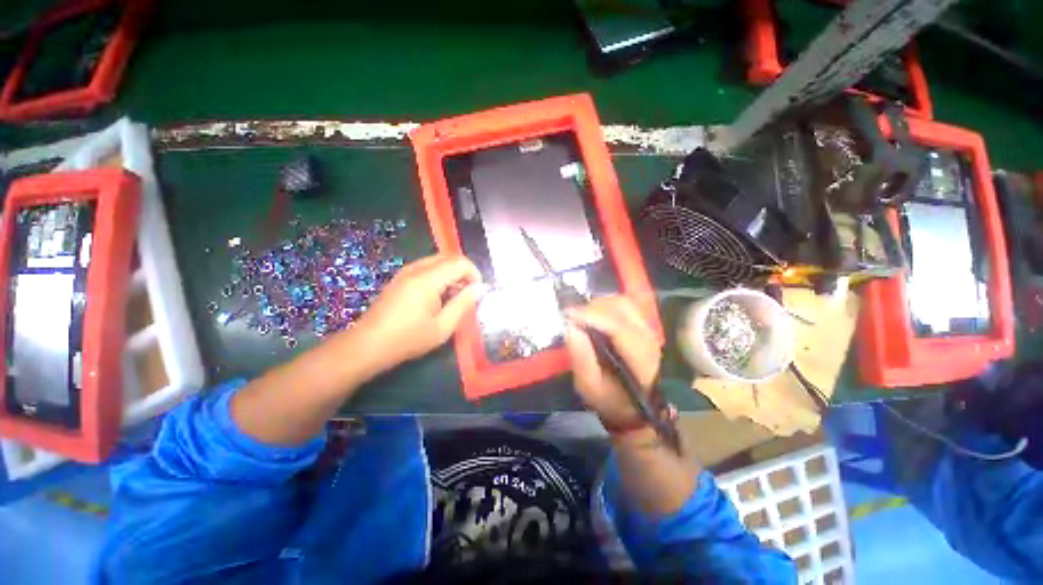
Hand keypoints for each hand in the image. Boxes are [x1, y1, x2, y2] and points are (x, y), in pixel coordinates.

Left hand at [354, 254, 482, 371]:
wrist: (368, 345)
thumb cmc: (408, 339)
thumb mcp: (443, 327)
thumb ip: (464, 304)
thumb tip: (479, 288)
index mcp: (428, 279)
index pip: (460, 263)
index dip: (474, 274)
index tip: (477, 292)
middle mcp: (416, 269)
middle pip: (449, 257)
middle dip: (464, 271)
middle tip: (468, 293)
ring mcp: (406, 271)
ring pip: (438, 260)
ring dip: (452, 273)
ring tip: (454, 296)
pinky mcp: (400, 278)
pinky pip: (427, 267)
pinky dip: (440, 275)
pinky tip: (438, 296)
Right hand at [565, 296, 661, 428]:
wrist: (635, 408)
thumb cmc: (611, 400)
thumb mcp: (590, 387)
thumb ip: (581, 359)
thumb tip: (570, 327)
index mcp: (639, 358)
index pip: (617, 327)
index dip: (591, 316)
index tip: (568, 315)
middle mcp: (647, 338)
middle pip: (621, 307)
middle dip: (593, 308)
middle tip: (572, 316)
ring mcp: (648, 329)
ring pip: (623, 302)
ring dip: (598, 304)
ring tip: (581, 315)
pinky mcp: (642, 325)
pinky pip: (623, 305)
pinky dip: (605, 305)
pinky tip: (593, 315)